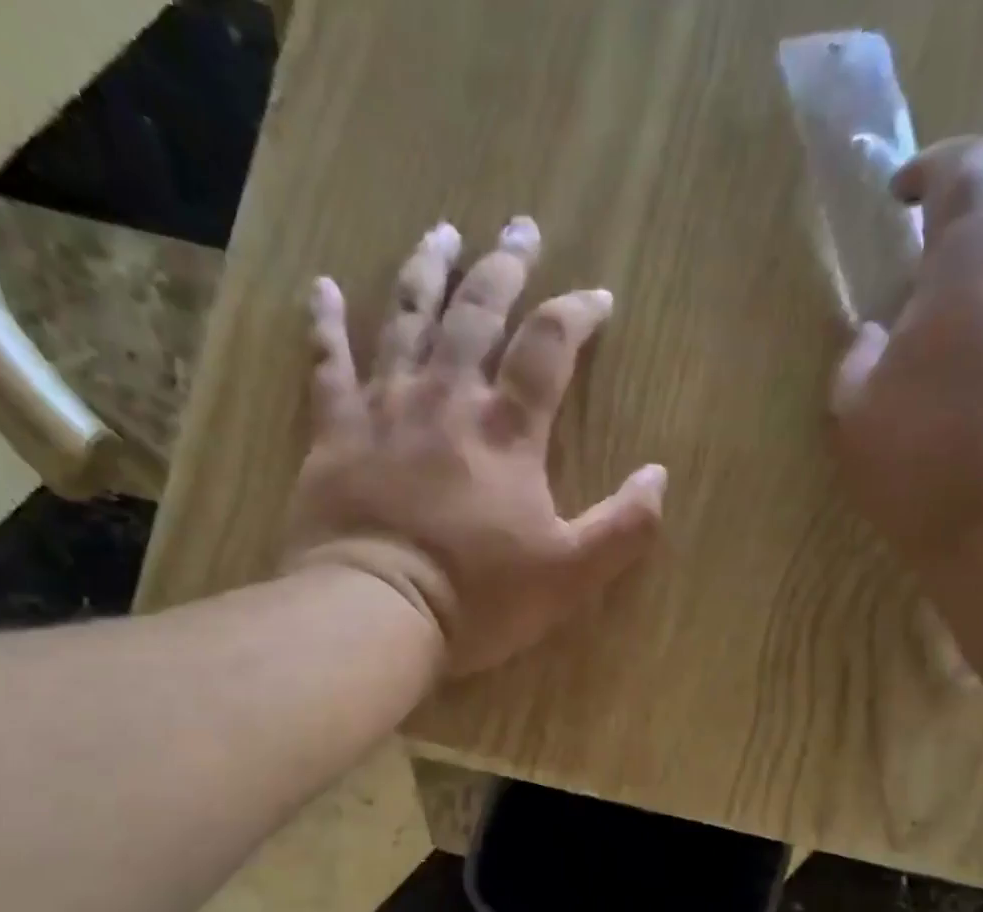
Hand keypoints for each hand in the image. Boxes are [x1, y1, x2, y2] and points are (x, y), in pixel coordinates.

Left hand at [280, 218, 666, 677]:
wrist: (374, 613)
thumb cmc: (476, 598)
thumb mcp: (569, 574)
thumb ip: (623, 526)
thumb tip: (659, 475)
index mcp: (508, 430)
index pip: (549, 346)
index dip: (577, 312)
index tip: (597, 297)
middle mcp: (447, 399)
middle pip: (477, 312)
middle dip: (504, 266)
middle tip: (520, 228)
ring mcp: (385, 409)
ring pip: (407, 319)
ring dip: (427, 271)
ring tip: (442, 234)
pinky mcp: (334, 433)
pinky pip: (326, 364)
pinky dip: (324, 322)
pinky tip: (322, 287)